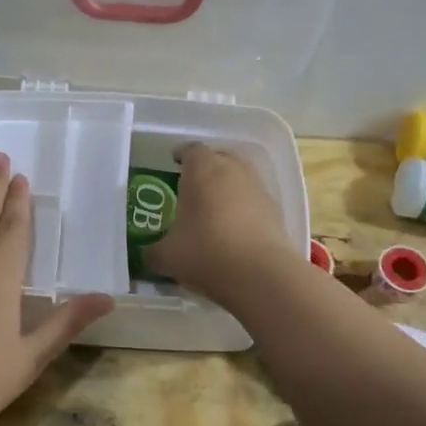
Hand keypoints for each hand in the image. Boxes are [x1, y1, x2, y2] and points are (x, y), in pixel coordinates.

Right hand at [145, 144, 300, 305]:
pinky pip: (254, 200)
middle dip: (206, 169)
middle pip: (219, 158)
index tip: (174, 165)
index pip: (191, 150)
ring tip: (214, 209)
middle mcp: (233, 170)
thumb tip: (149, 254)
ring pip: (240, 178)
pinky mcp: (276, 210)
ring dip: (228, 188)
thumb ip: (153, 251)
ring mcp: (258, 188)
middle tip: (193, 187)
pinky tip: (235, 230)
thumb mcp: (167, 256)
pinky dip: (244, 208)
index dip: (182, 155)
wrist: (261, 275)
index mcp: (202, 170)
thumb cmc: (206, 253)